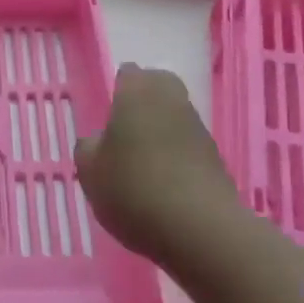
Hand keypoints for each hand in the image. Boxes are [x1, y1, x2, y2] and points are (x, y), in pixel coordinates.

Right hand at [74, 64, 246, 273]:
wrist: (200, 229)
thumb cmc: (134, 189)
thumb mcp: (90, 171)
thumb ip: (88, 148)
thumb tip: (99, 141)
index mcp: (138, 92)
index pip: (128, 74)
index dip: (117, 90)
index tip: (107, 115)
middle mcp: (172, 99)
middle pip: (158, 87)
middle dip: (143, 102)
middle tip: (124, 131)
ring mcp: (198, 127)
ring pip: (174, 116)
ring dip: (160, 130)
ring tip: (141, 164)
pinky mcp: (215, 157)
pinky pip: (188, 145)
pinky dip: (176, 156)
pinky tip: (162, 184)